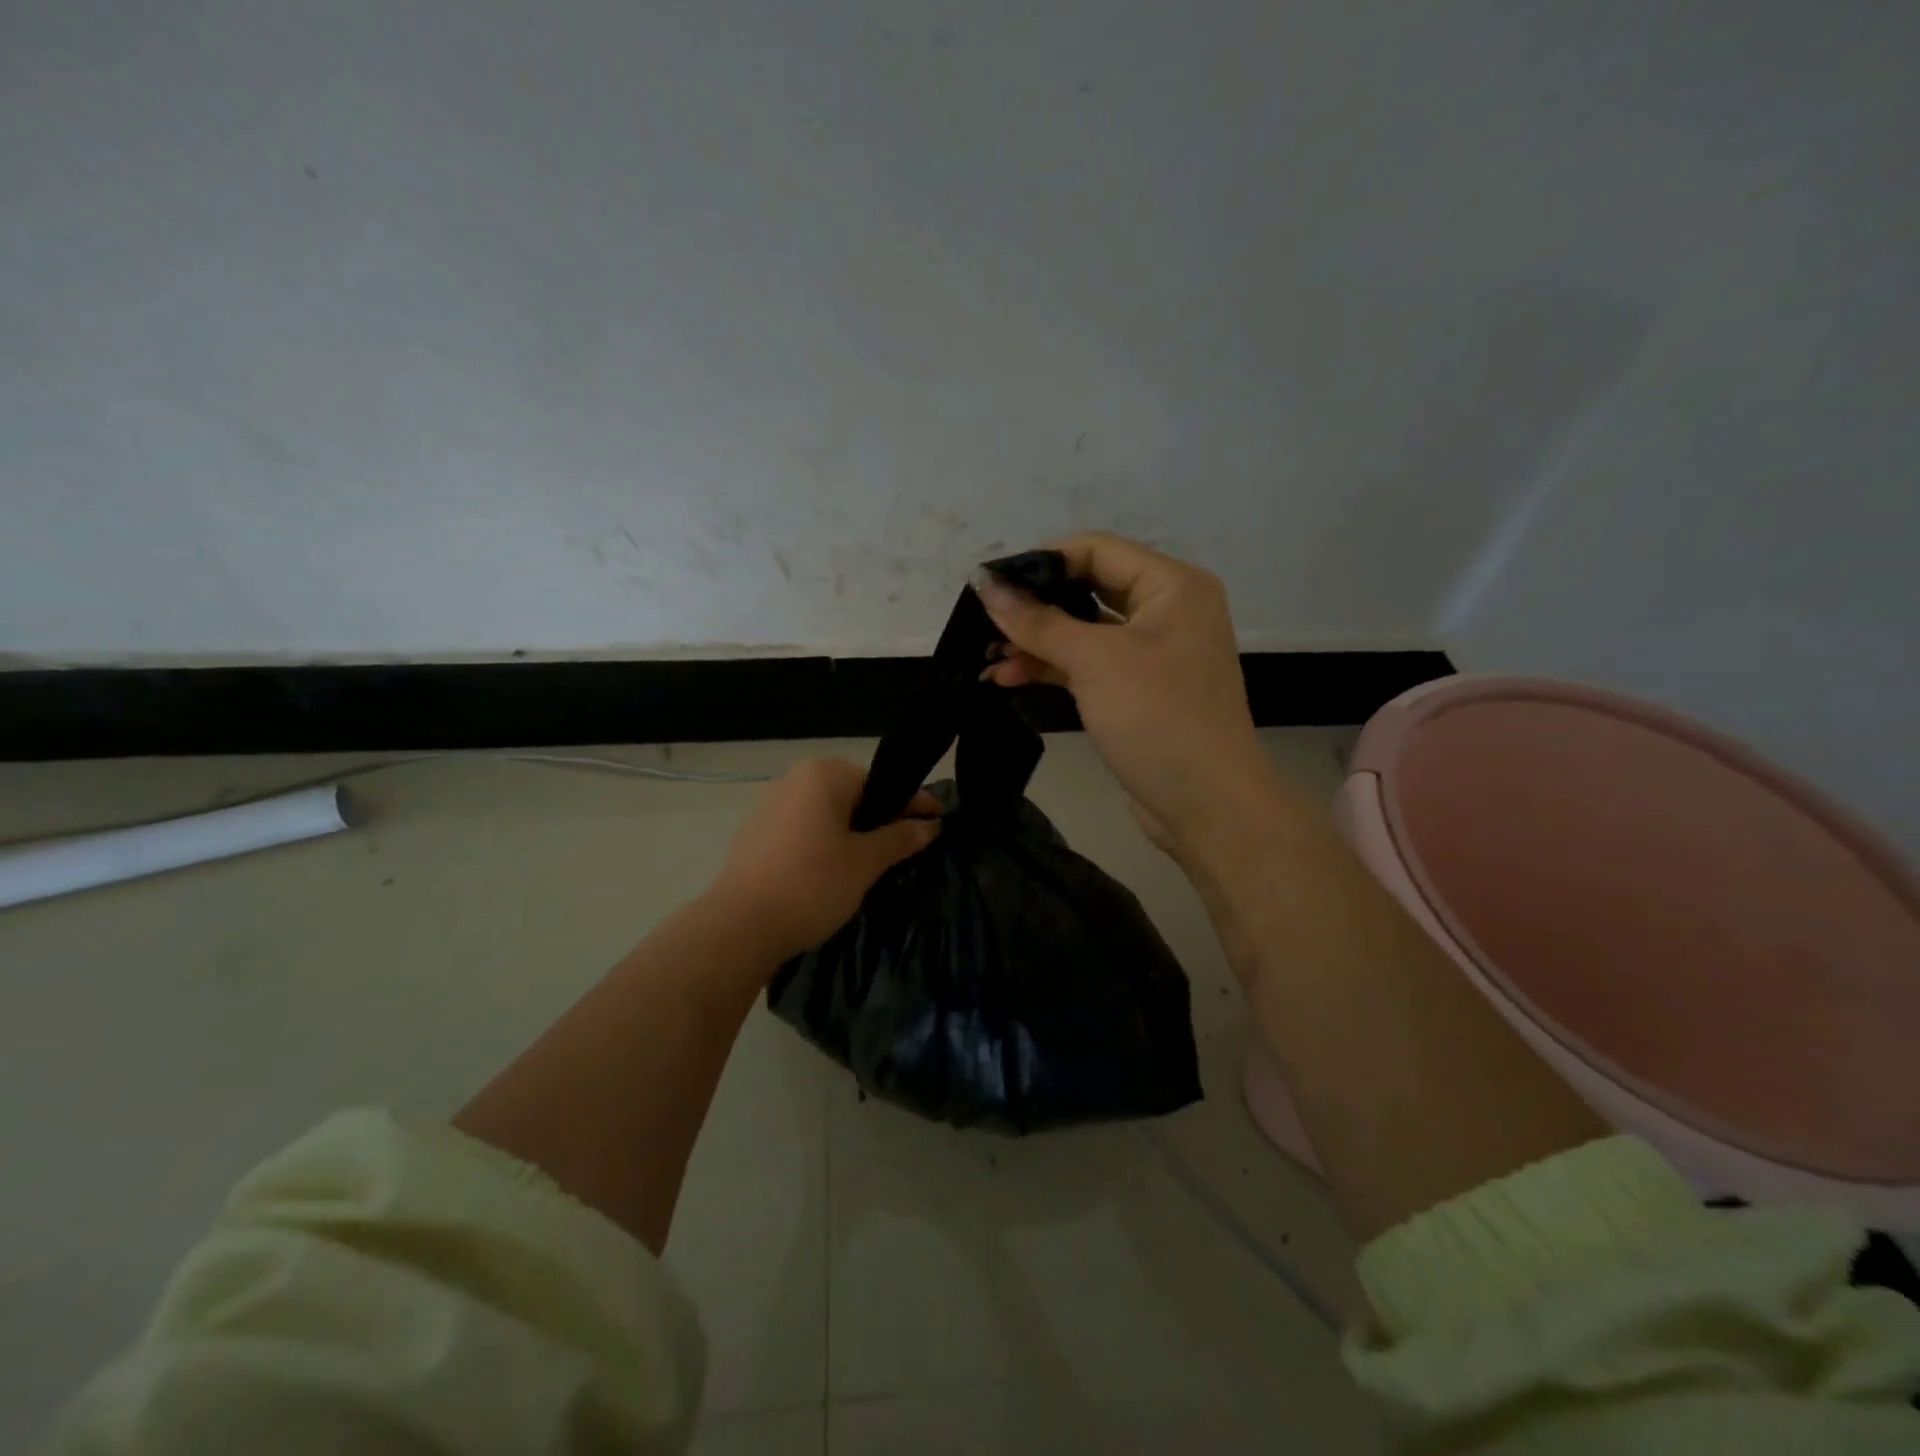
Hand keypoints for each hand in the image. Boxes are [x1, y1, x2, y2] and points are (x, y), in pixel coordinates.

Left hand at [707, 758, 940, 960]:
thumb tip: (931, 825)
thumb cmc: (812, 884)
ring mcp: (770, 806)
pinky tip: (833, 871)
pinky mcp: (755, 834)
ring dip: (851, 833)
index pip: (881, 783)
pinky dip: (824, 843)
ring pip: (826, 814)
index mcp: (823, 775)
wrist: (739, 926)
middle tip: (907, 846)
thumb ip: (900, 838)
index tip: (939, 820)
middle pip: (852, 795)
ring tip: (873, 862)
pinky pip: (803, 830)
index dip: (913, 803)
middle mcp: (794, 780)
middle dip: (880, 819)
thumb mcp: (865, 862)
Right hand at [977, 533, 1284, 859]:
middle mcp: (1166, 611)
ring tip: (988, 659)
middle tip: (984, 621)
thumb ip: (1038, 622)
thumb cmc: (1158, 717)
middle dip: (1034, 607)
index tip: (991, 582)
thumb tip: (986, 585)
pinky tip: (1009, 677)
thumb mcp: (1095, 662)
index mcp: (1172, 585)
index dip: (1042, 561)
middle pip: (1088, 589)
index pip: (1096, 549)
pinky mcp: (1138, 691)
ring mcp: (1152, 654)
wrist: (1206, 804)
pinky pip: (1089, 665)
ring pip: (1084, 632)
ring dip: (1036, 643)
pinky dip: (1052, 668)